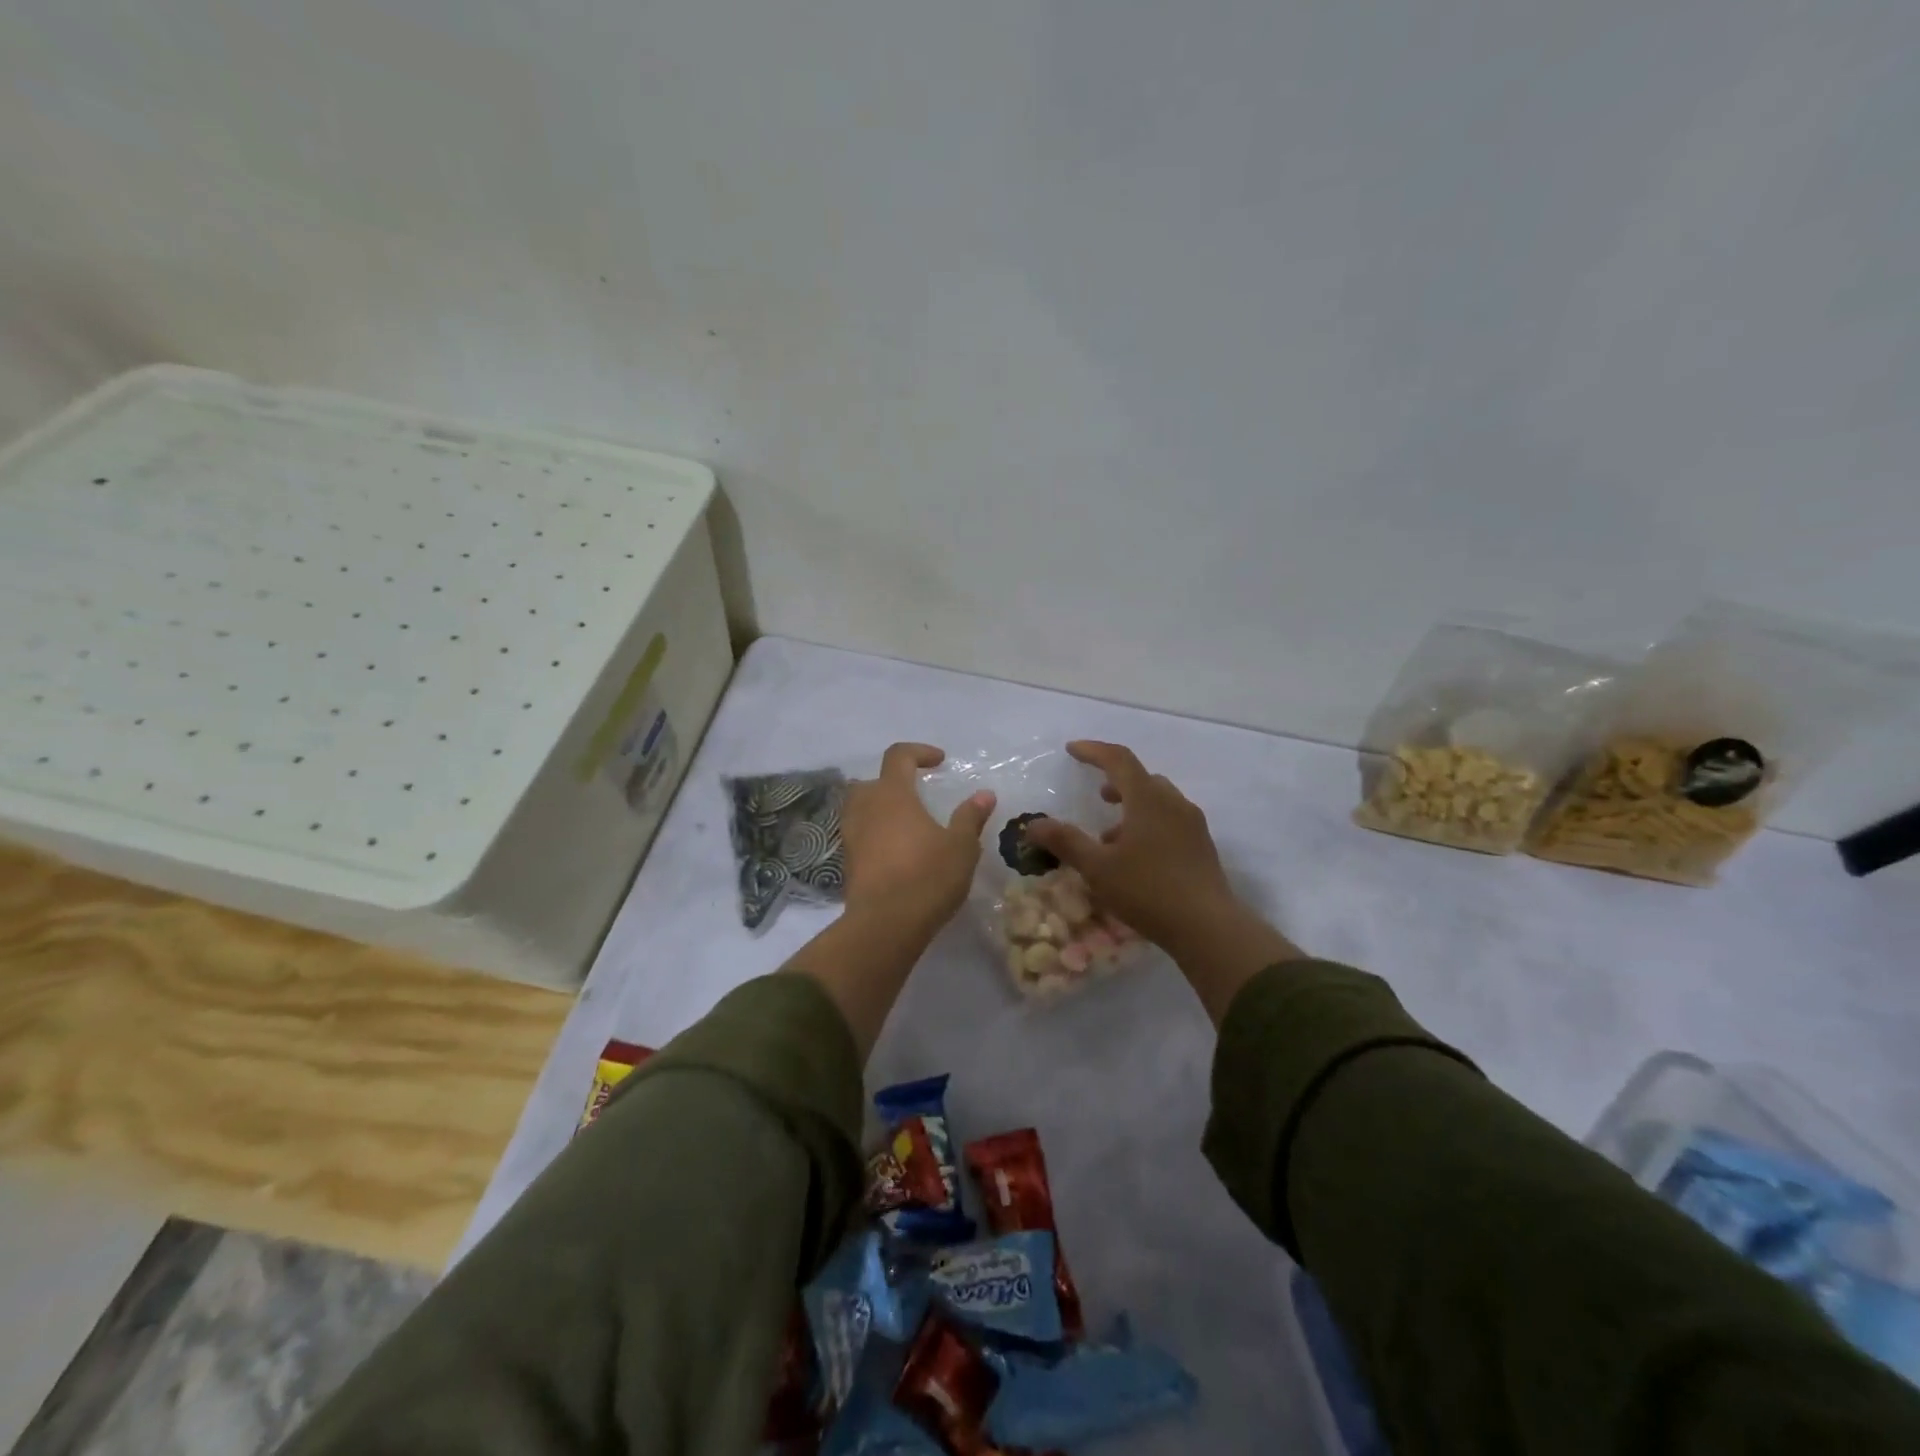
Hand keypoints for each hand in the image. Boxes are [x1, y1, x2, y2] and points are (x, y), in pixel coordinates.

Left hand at [841, 743, 996, 929]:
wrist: (885, 925)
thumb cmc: (927, 876)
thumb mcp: (961, 846)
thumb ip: (970, 817)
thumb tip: (984, 794)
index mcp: (892, 794)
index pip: (898, 756)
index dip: (919, 752)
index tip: (940, 761)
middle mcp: (865, 808)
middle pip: (873, 781)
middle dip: (894, 781)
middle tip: (918, 794)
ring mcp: (851, 835)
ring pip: (861, 808)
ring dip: (882, 808)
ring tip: (908, 824)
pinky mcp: (847, 862)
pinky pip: (860, 834)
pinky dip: (876, 834)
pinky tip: (897, 852)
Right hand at [1023, 741, 1236, 952]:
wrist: (1208, 928)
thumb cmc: (1148, 890)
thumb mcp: (1098, 868)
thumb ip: (1065, 842)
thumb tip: (1032, 824)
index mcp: (1148, 799)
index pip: (1118, 760)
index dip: (1093, 751)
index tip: (1071, 750)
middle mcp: (1173, 803)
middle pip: (1142, 779)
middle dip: (1116, 782)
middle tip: (1097, 796)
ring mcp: (1192, 824)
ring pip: (1158, 801)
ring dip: (1132, 807)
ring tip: (1110, 836)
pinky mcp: (1201, 846)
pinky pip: (1170, 820)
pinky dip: (1148, 824)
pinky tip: (1135, 857)